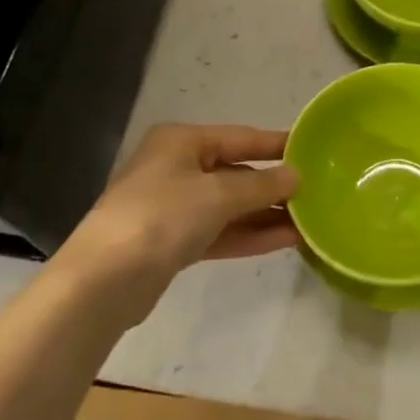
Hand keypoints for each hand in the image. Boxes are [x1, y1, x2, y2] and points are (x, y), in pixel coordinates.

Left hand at [59, 125, 299, 323]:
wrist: (102, 282)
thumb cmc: (161, 217)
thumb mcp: (217, 195)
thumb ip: (261, 185)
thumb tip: (296, 175)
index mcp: (181, 142)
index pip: (240, 137)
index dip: (276, 144)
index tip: (313, 148)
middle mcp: (177, 168)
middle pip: (235, 172)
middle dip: (273, 185)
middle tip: (317, 192)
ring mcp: (173, 207)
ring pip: (229, 206)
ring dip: (265, 214)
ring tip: (309, 221)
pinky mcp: (173, 243)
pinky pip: (220, 232)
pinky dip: (249, 235)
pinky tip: (285, 240)